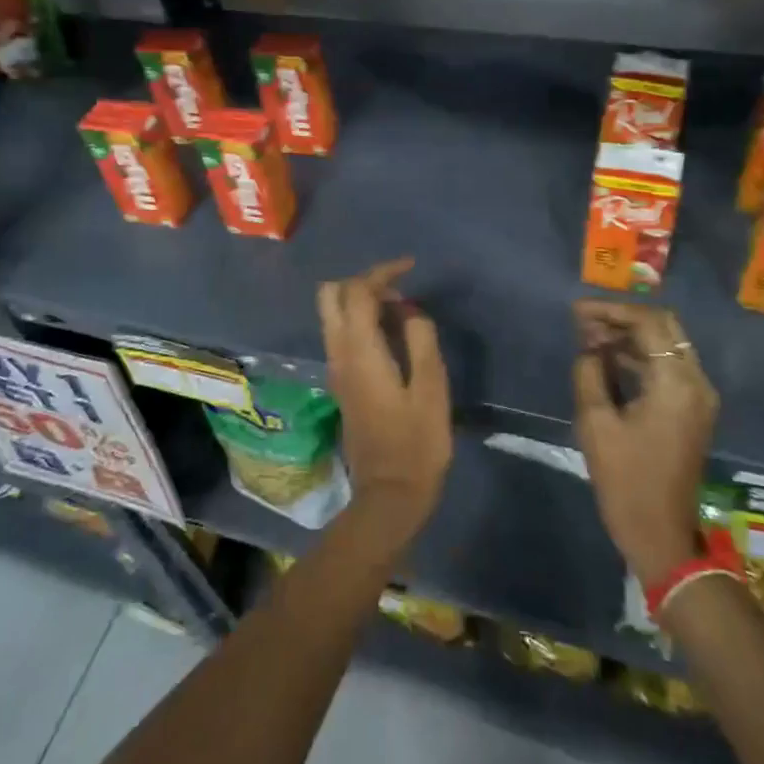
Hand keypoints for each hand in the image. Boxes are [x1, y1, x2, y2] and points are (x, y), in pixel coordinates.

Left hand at [318, 258, 451, 540]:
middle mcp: (339, 354)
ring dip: (362, 301)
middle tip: (399, 290)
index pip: (358, 292)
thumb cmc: (417, 444)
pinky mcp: (341, 383)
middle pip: (332, 295)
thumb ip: (420, 340)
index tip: (411, 267)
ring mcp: (336, 369)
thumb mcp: (431, 389)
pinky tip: (392, 335)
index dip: (382, 272)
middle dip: (363, 281)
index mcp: (359, 351)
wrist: (389, 495)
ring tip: (402, 311)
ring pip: (333, 314)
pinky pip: (342, 334)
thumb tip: (410, 311)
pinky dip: (361, 320)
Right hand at [573, 301, 716, 585]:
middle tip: (583, 322)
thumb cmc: (626, 481)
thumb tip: (590, 349)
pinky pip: (668, 368)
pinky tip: (607, 360)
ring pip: (666, 346)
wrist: (661, 535)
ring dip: (630, 337)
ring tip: (588, 338)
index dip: (610, 311)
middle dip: (622, 319)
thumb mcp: (596, 423)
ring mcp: (699, 397)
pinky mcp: (692, 411)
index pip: (648, 323)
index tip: (576, 311)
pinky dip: (640, 357)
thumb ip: (589, 374)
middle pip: (663, 328)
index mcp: (677, 383)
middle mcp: (696, 382)